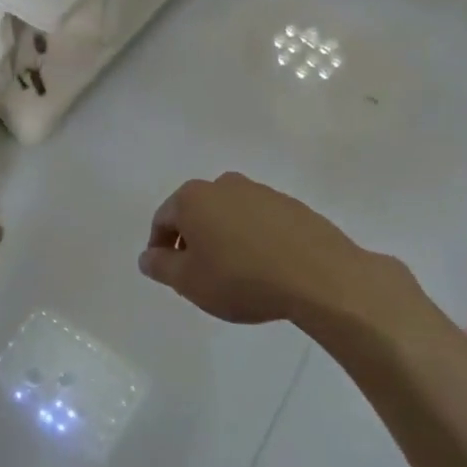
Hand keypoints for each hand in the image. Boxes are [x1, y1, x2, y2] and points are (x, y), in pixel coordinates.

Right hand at [138, 173, 419, 333]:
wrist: (319, 276)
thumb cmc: (241, 278)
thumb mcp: (189, 282)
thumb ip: (161, 266)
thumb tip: (147, 256)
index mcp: (193, 198)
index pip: (163, 219)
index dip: (159, 248)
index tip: (168, 274)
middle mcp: (224, 185)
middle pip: (196, 212)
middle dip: (192, 241)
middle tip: (199, 275)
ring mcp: (261, 192)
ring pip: (228, 215)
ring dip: (223, 238)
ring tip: (234, 274)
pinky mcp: (291, 205)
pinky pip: (259, 222)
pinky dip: (253, 239)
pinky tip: (264, 268)